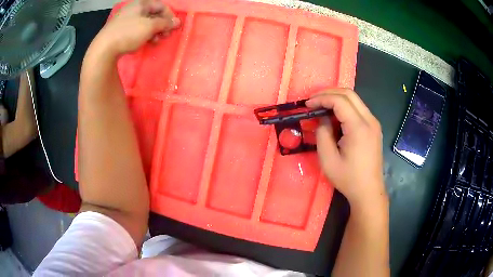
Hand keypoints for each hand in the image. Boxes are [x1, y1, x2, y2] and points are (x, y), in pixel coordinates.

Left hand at [92, 0, 179, 56]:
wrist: (104, 49)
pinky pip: (136, 30)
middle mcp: (134, 9)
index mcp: (141, 4)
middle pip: (153, 15)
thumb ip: (165, 23)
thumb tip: (178, 22)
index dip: (170, 16)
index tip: (174, 28)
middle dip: (161, 25)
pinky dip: (143, 35)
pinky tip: (145, 43)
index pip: (161, 6)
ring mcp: (126, 20)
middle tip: (165, 36)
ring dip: (153, 32)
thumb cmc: (128, 33)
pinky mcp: (120, 31)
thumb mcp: (150, 27)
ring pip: (145, 24)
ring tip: (155, 41)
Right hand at [306, 89, 386, 208]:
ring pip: (355, 99)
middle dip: (329, 93)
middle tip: (313, 101)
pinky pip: (359, 109)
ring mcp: (374, 123)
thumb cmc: (348, 178)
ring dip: (337, 99)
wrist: (369, 191)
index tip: (307, 104)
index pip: (340, 101)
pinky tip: (335, 116)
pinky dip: (345, 107)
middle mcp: (370, 120)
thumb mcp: (328, 160)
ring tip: (322, 107)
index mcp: (359, 128)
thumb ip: (322, 134)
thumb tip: (322, 119)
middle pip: (349, 94)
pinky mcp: (374, 128)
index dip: (321, 98)